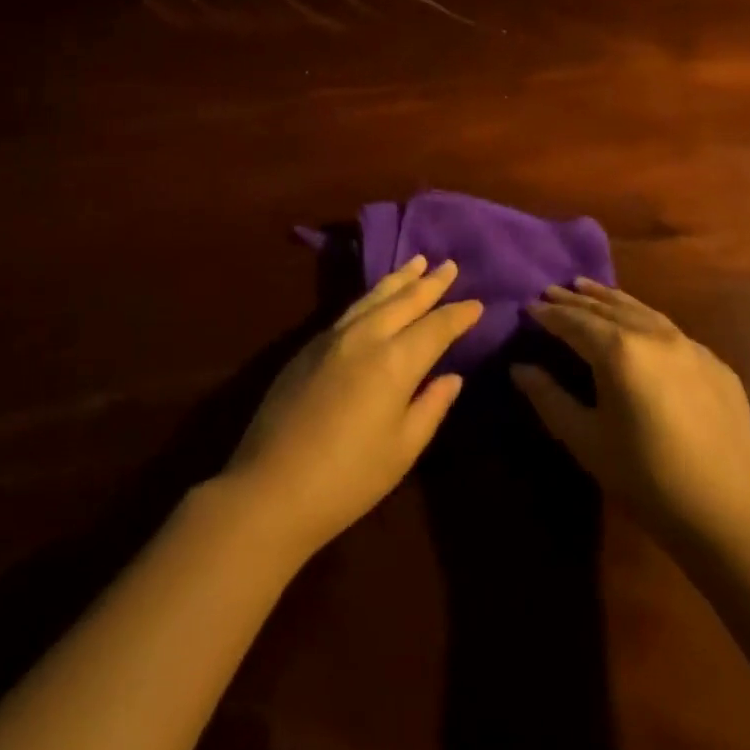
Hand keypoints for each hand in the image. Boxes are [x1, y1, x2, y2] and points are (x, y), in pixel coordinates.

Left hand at [222, 257, 481, 559]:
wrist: (271, 487)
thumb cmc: (348, 479)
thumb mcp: (402, 450)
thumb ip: (430, 407)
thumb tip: (452, 377)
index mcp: (394, 362)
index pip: (435, 328)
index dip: (458, 315)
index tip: (478, 303)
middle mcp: (365, 337)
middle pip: (404, 300)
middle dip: (430, 283)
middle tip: (450, 265)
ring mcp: (332, 337)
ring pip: (373, 297)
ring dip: (399, 279)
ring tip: (417, 262)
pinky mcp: (308, 346)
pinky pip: (350, 309)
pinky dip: (371, 296)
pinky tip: (377, 297)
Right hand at [512, 281, 749, 539]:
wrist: (729, 516)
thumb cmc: (646, 479)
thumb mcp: (587, 441)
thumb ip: (549, 398)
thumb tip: (519, 368)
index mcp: (619, 351)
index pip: (574, 321)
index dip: (549, 314)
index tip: (528, 306)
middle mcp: (654, 335)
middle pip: (606, 308)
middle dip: (575, 300)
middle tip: (551, 291)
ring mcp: (689, 346)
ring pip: (640, 310)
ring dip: (609, 299)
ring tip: (586, 288)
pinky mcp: (714, 363)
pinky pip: (669, 329)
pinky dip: (642, 318)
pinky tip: (637, 324)